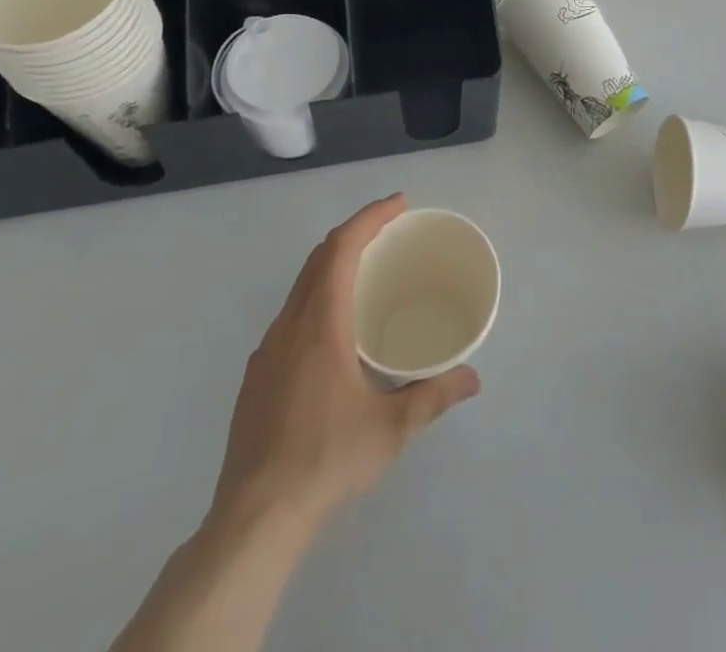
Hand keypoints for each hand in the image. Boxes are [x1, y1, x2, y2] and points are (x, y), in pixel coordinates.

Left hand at [207, 194, 480, 541]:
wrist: (252, 522)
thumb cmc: (326, 460)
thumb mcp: (392, 427)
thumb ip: (435, 394)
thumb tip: (473, 377)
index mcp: (320, 324)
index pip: (341, 248)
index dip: (370, 217)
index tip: (400, 204)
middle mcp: (289, 327)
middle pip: (319, 258)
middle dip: (355, 233)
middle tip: (391, 230)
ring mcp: (266, 353)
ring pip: (300, 287)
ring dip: (333, 265)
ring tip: (368, 273)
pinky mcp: (255, 379)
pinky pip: (290, 316)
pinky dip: (317, 298)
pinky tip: (335, 332)